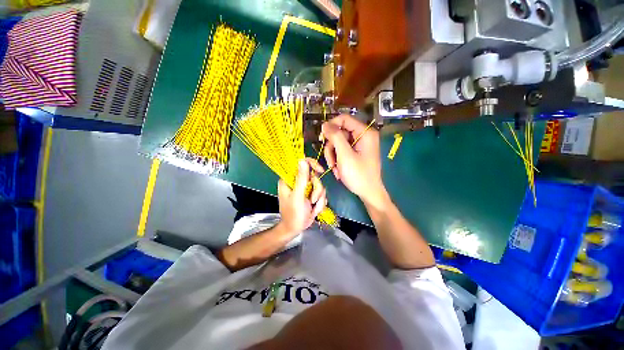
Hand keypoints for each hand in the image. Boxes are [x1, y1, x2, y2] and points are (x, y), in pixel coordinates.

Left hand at [277, 158, 326, 235]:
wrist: (295, 229)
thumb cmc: (293, 214)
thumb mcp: (298, 196)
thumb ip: (301, 179)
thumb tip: (302, 160)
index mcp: (290, 179)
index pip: (301, 164)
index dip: (312, 164)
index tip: (320, 170)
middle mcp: (297, 182)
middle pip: (314, 176)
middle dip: (316, 190)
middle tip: (312, 200)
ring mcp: (305, 189)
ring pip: (319, 186)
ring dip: (319, 199)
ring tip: (312, 207)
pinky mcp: (311, 195)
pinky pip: (321, 194)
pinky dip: (320, 203)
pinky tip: (314, 210)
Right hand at [322, 114, 385, 205]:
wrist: (369, 193)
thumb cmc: (358, 175)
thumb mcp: (344, 155)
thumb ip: (335, 137)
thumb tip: (325, 125)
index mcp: (365, 133)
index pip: (344, 119)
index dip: (331, 126)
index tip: (321, 138)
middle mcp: (363, 136)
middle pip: (339, 133)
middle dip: (332, 148)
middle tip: (331, 162)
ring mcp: (360, 145)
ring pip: (338, 143)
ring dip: (333, 156)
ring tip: (335, 168)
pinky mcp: (356, 152)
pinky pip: (342, 150)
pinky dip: (337, 159)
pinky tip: (339, 170)